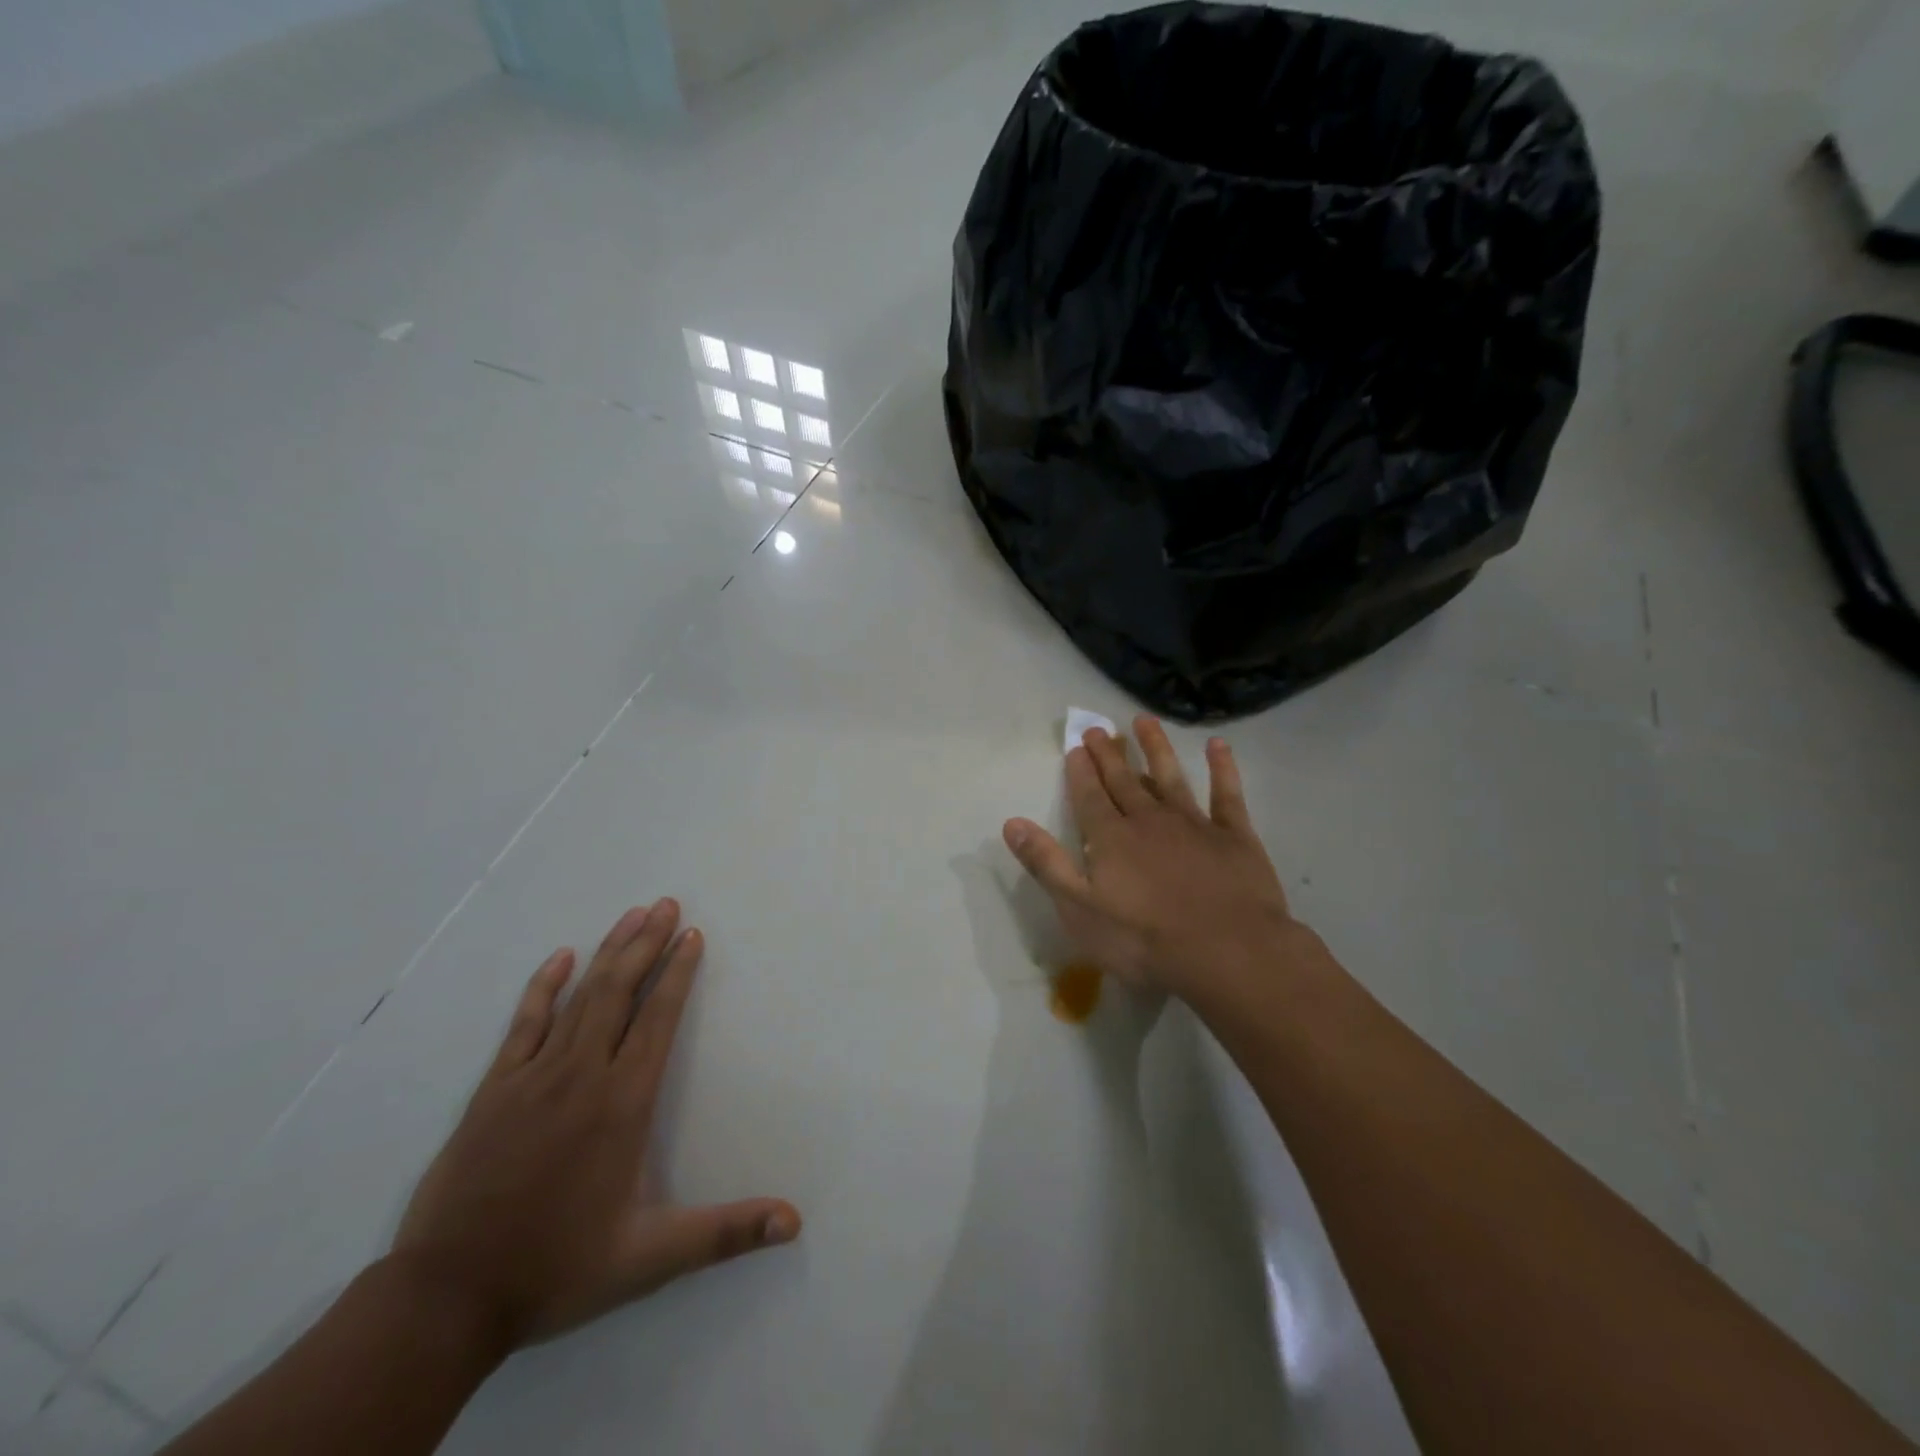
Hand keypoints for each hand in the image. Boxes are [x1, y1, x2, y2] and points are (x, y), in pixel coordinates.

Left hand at [390, 899, 799, 1348]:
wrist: (446, 1299)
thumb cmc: (557, 1268)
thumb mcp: (650, 1258)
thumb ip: (725, 1233)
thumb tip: (794, 1222)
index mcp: (623, 1102)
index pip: (658, 1019)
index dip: (678, 973)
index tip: (692, 936)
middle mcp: (582, 1075)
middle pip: (620, 992)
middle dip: (647, 944)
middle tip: (667, 904)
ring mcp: (533, 1076)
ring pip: (580, 997)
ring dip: (609, 952)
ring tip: (632, 916)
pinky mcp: (494, 1089)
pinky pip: (524, 1023)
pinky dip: (544, 986)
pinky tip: (561, 957)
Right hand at [1003, 717, 1303, 999]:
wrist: (1226, 951)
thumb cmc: (1144, 939)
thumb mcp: (1079, 910)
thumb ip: (1047, 863)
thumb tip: (1012, 823)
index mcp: (1111, 838)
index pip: (1089, 797)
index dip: (1080, 772)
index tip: (1075, 747)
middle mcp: (1149, 820)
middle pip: (1124, 781)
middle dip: (1108, 754)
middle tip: (1097, 729)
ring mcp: (1194, 824)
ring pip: (1170, 776)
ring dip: (1156, 747)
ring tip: (1144, 720)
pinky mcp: (1234, 835)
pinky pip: (1226, 794)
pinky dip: (1222, 768)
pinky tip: (1218, 745)